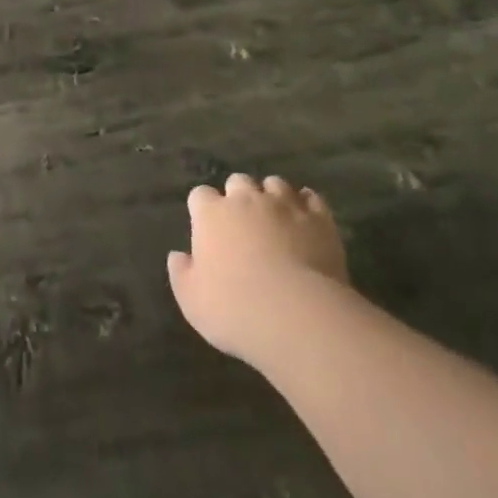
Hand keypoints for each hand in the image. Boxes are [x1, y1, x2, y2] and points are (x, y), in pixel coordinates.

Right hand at [168, 174, 346, 363]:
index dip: (203, 209)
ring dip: (271, 197)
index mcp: (212, 214)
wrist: (296, 315)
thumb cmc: (234, 309)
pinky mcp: (319, 218)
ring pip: (274, 183)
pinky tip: (306, 219)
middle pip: (238, 182)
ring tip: (275, 219)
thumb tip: (178, 255)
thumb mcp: (192, 301)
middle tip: (242, 224)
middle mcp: (247, 199)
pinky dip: (306, 205)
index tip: (206, 228)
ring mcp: (285, 204)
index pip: (200, 195)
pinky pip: (311, 198)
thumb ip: (181, 273)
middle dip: (238, 197)